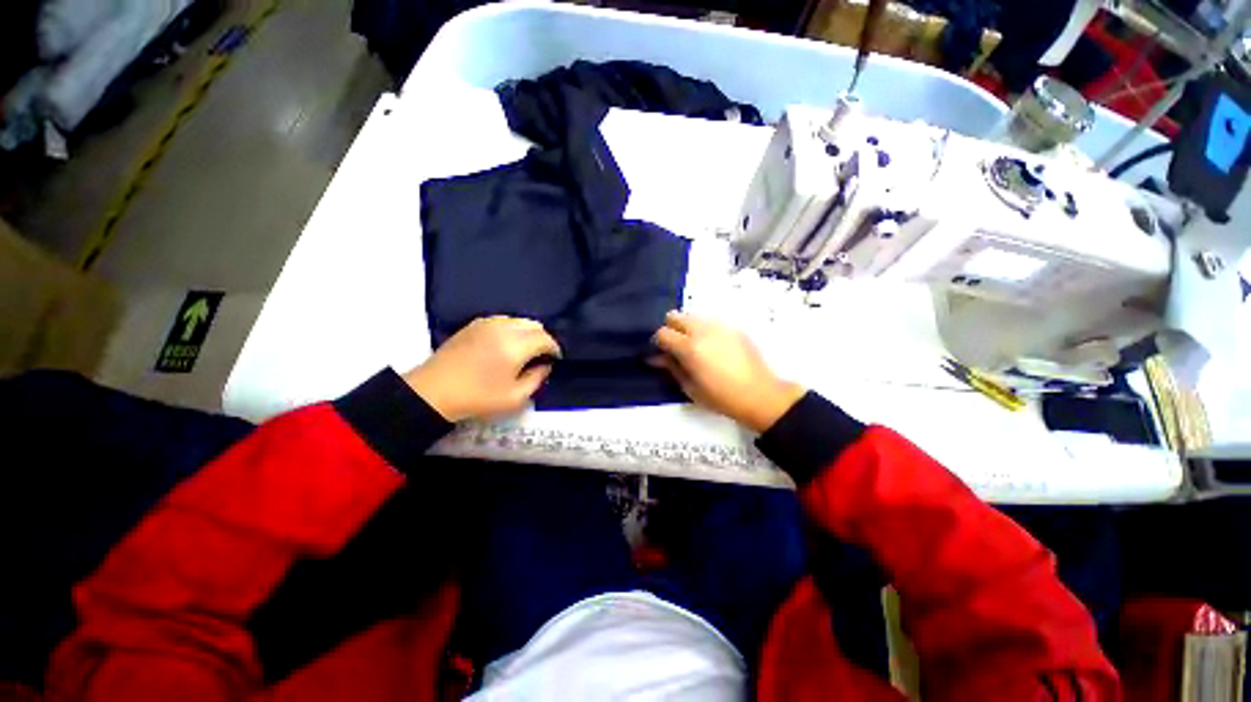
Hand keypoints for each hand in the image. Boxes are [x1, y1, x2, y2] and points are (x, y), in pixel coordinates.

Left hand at [403, 316, 559, 421]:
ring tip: (524, 350)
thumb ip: (537, 379)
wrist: (434, 391)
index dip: (554, 349)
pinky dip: (512, 329)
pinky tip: (505, 344)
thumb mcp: (515, 398)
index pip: (545, 339)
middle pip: (535, 325)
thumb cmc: (478, 397)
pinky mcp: (474, 324)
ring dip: (528, 333)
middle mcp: (504, 328)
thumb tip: (545, 365)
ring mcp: (487, 323)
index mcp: (516, 346)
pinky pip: (503, 320)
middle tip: (541, 356)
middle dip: (543, 339)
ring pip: (519, 320)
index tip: (554, 360)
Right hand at [652, 311, 804, 432]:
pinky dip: (704, 330)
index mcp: (689, 347)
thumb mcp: (690, 388)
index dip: (659, 342)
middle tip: (677, 347)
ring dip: (687, 327)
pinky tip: (713, 347)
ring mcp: (719, 326)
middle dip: (671, 329)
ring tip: (696, 347)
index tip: (663, 353)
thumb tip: (656, 357)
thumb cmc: (721, 397)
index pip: (662, 332)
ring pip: (693, 316)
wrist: (760, 395)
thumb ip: (672, 367)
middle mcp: (702, 330)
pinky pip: (710, 322)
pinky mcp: (733, 327)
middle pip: (675, 316)